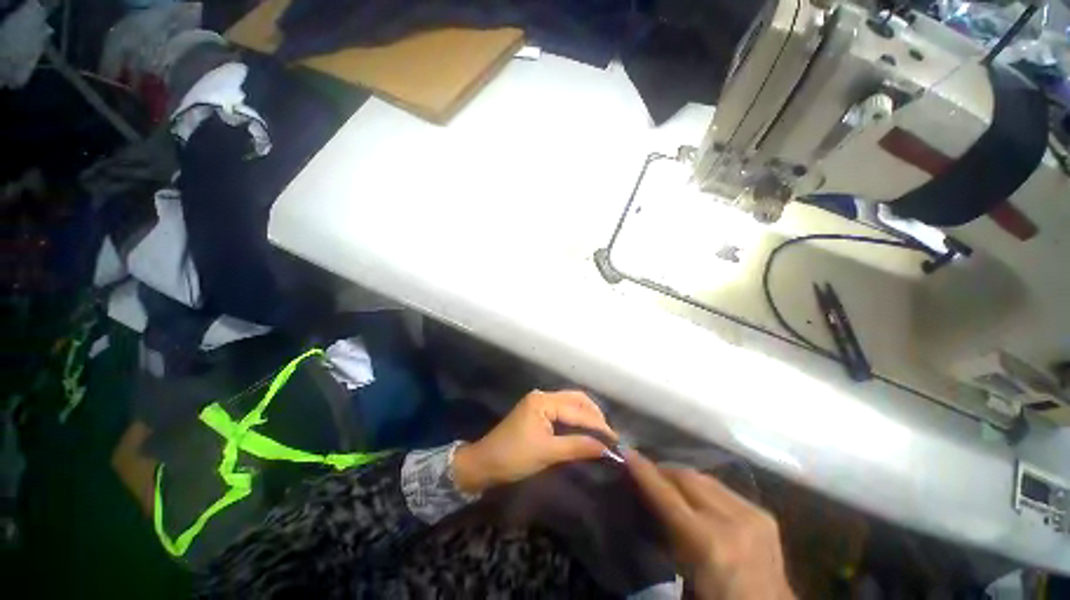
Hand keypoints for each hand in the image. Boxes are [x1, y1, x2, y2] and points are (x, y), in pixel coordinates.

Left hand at [452, 390, 616, 494]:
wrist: (484, 463)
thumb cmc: (513, 457)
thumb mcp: (547, 453)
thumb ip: (577, 447)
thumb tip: (605, 448)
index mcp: (543, 401)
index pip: (577, 410)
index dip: (597, 424)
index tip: (615, 439)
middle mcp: (543, 395)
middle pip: (575, 399)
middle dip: (594, 415)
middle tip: (609, 434)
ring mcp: (539, 402)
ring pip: (570, 403)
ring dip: (586, 415)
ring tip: (601, 432)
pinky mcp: (538, 411)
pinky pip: (562, 410)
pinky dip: (576, 418)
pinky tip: (584, 429)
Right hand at [626, 450, 793, 599]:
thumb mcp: (684, 571)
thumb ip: (666, 532)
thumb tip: (646, 500)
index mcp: (709, 543)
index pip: (667, 495)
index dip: (644, 471)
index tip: (626, 452)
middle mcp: (732, 521)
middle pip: (687, 478)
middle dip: (663, 470)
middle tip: (645, 471)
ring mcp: (752, 514)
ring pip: (705, 478)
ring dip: (682, 477)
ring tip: (668, 482)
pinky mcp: (764, 513)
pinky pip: (723, 488)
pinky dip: (704, 488)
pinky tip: (697, 497)